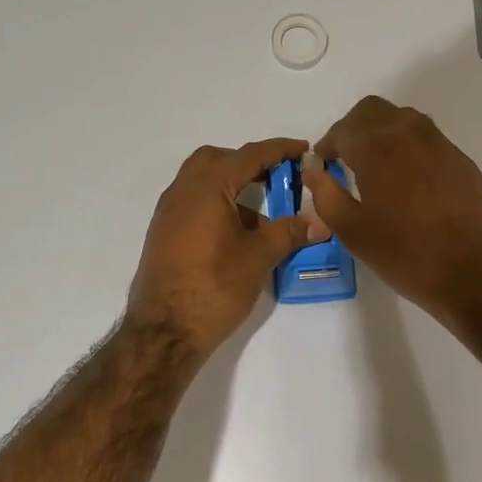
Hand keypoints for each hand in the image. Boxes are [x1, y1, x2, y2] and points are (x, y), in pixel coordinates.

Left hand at [125, 138, 314, 358]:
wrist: (164, 331)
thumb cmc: (214, 287)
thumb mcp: (258, 258)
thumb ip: (288, 233)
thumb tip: (319, 222)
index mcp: (207, 187)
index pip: (249, 156)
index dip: (279, 150)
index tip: (303, 150)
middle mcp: (182, 191)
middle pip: (217, 160)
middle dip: (248, 163)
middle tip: (276, 178)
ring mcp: (168, 213)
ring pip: (202, 182)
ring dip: (232, 187)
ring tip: (261, 218)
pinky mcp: (163, 234)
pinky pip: (193, 204)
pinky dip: (216, 205)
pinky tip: (236, 236)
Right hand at [304, 97, 481, 319]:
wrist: (475, 273)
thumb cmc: (406, 255)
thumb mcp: (353, 232)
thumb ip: (326, 195)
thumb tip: (314, 169)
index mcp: (379, 148)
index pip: (344, 128)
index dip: (328, 144)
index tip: (324, 166)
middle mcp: (411, 134)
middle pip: (374, 110)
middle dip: (354, 129)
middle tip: (346, 160)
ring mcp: (442, 145)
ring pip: (404, 119)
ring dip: (383, 133)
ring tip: (376, 169)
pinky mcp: (462, 161)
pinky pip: (428, 139)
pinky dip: (409, 147)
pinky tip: (408, 182)